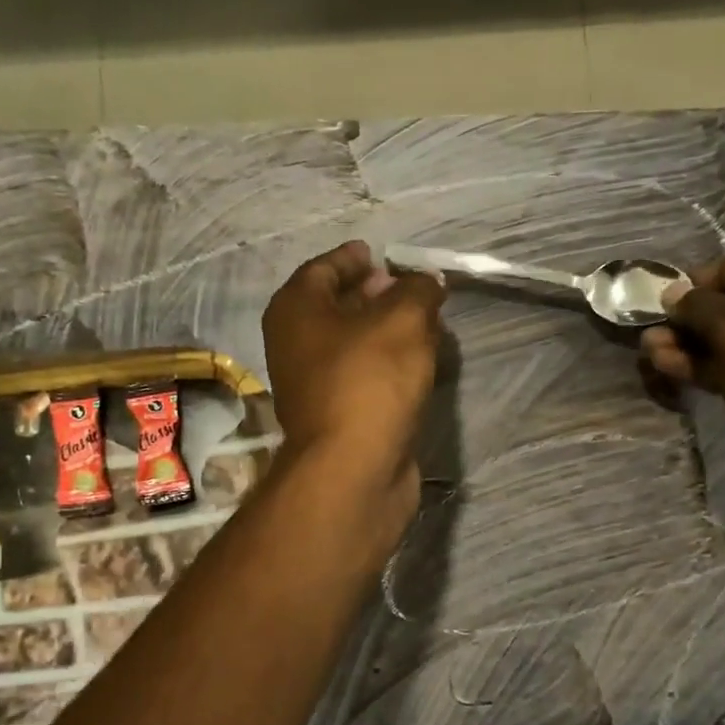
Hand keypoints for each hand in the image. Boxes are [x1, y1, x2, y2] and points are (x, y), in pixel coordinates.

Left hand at [263, 240, 444, 509]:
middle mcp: (296, 345)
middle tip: (415, 289)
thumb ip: (418, 290)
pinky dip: (391, 367)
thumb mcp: (403, 319)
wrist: (354, 470)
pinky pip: (366, 378)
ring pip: (355, 346)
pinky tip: (422, 365)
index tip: (385, 254)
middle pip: (338, 307)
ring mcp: (316, 386)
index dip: (355, 258)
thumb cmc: (370, 381)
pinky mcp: (340, 418)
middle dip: (377, 295)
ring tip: (429, 324)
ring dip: (388, 334)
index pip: (324, 268)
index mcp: (296, 311)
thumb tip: (425, 282)